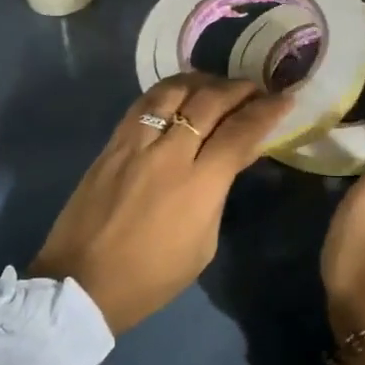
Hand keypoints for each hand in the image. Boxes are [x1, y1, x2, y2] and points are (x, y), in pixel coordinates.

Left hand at [30, 73, 288, 333]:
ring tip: (217, 84)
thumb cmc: (151, 277)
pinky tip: (178, 92)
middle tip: (255, 87)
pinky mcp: (112, 143)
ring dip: (202, 81)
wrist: (81, 283)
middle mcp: (168, 153)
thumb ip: (219, 193)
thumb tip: (232, 158)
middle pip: (209, 101)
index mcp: (198, 185)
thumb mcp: (202, 244)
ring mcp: (135, 143)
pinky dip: (167, 90)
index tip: (283, 99)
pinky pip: (143, 103)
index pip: (240, 132)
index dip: (266, 111)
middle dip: (239, 89)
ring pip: (173, 91)